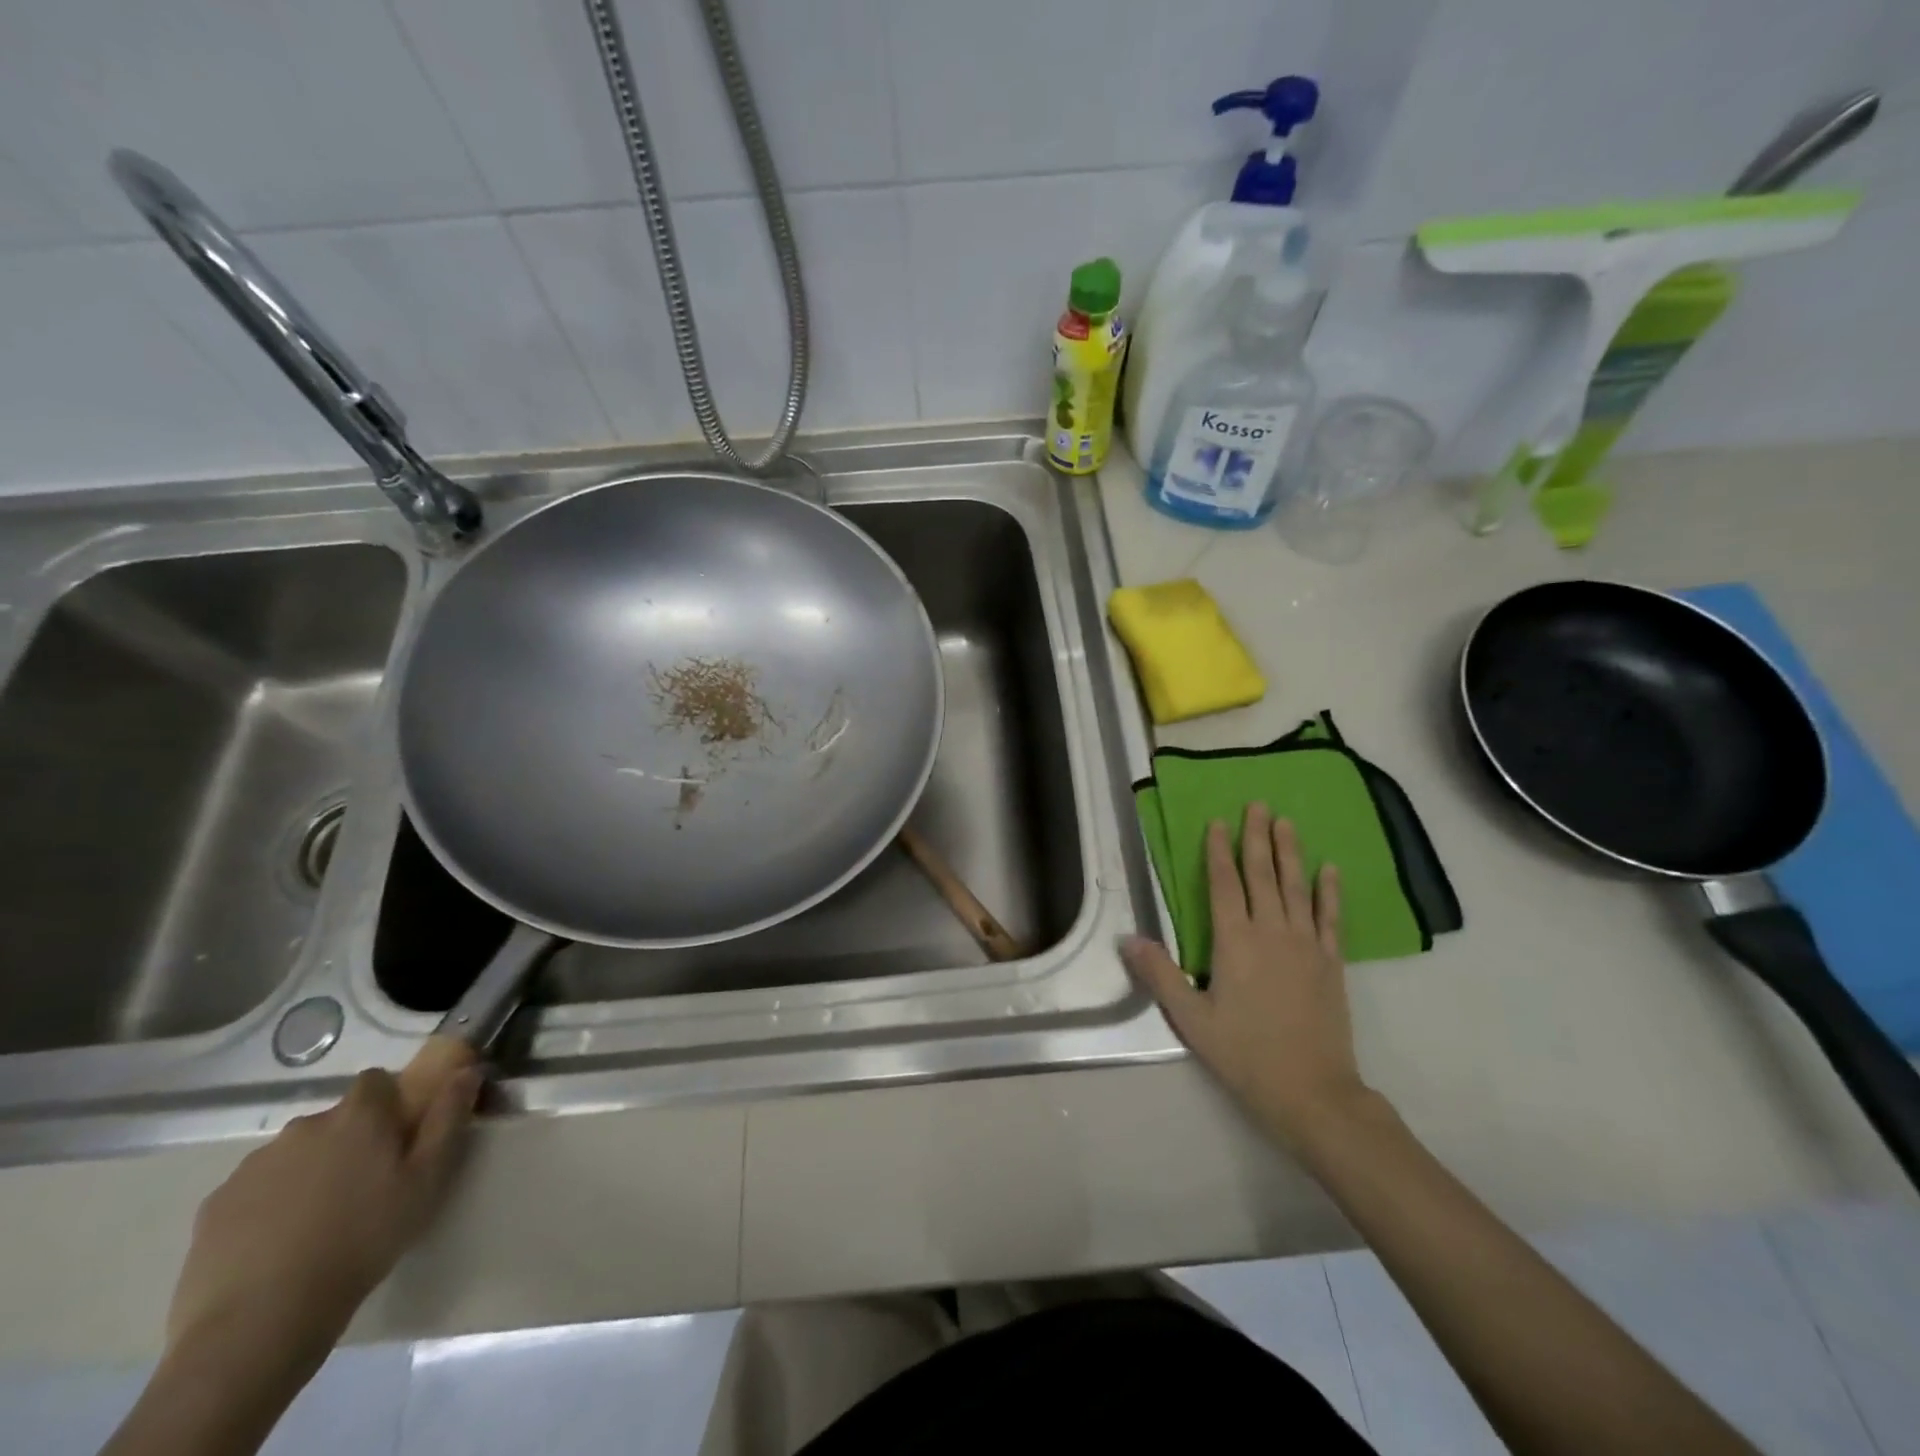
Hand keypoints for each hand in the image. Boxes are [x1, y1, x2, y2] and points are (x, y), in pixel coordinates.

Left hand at [165, 1038, 480, 1375]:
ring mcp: (252, 1166)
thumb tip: (465, 1072)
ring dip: (310, 1171)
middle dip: (350, 1141)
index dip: (390, 1102)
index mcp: (357, 1116)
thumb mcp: (427, 1180)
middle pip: (335, 1120)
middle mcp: (304, 1127)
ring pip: (294, 1154)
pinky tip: (279, 1243)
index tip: (398, 1136)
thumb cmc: (362, 1240)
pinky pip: (255, 1189)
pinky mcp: (214, 1206)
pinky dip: (270, 1204)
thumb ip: (448, 1119)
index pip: (376, 1081)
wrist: (260, 1322)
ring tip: (320, 1221)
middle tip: (364, 1187)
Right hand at [1123, 803, 1370, 1148]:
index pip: (1224, 884)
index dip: (1218, 850)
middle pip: (1262, 874)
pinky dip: (1330, 891)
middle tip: (1259, 804)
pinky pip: (1331, 917)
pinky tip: (1330, 869)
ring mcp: (1306, 944)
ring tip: (1287, 822)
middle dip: (1257, 837)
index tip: (1218, 822)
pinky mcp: (1331, 962)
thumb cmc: (1244, 1053)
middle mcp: (1271, 931)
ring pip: (1296, 887)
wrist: (1312, 1091)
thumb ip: (1159, 974)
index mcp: (1234, 941)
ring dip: (1291, 852)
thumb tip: (1127, 937)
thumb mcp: (1190, 1019)